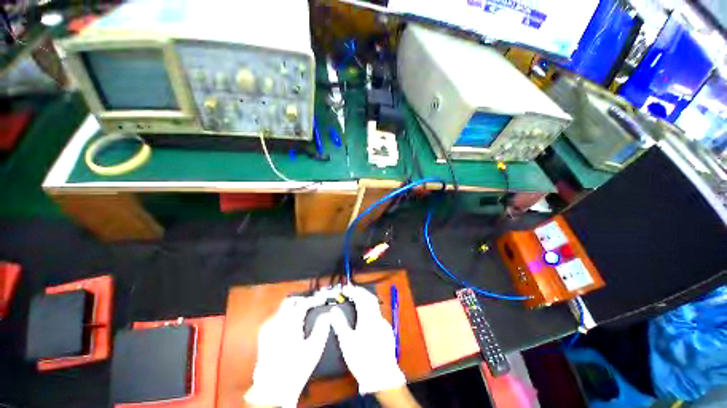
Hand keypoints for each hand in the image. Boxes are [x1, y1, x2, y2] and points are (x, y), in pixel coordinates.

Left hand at [244, 295, 330, 406]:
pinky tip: (291, 325)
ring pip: (282, 309)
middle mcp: (277, 321)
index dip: (314, 299)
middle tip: (312, 304)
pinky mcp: (263, 336)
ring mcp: (268, 328)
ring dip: (294, 307)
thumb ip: (322, 328)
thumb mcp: (314, 349)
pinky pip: (276, 318)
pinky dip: (285, 316)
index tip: (322, 300)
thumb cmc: (295, 368)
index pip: (304, 302)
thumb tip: (326, 316)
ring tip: (304, 314)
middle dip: (302, 300)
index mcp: (291, 322)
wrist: (271, 389)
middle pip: (291, 301)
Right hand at [329, 285, 405, 394]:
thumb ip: (340, 324)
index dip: (353, 291)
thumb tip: (333, 311)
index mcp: (368, 319)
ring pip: (375, 306)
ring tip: (356, 300)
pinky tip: (365, 316)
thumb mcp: (347, 342)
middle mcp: (378, 318)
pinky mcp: (387, 332)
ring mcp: (384, 325)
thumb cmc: (362, 359)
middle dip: (360, 292)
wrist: (382, 377)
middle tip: (351, 290)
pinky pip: (378, 315)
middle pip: (370, 298)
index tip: (345, 289)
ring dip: (365, 300)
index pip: (361, 297)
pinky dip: (370, 310)